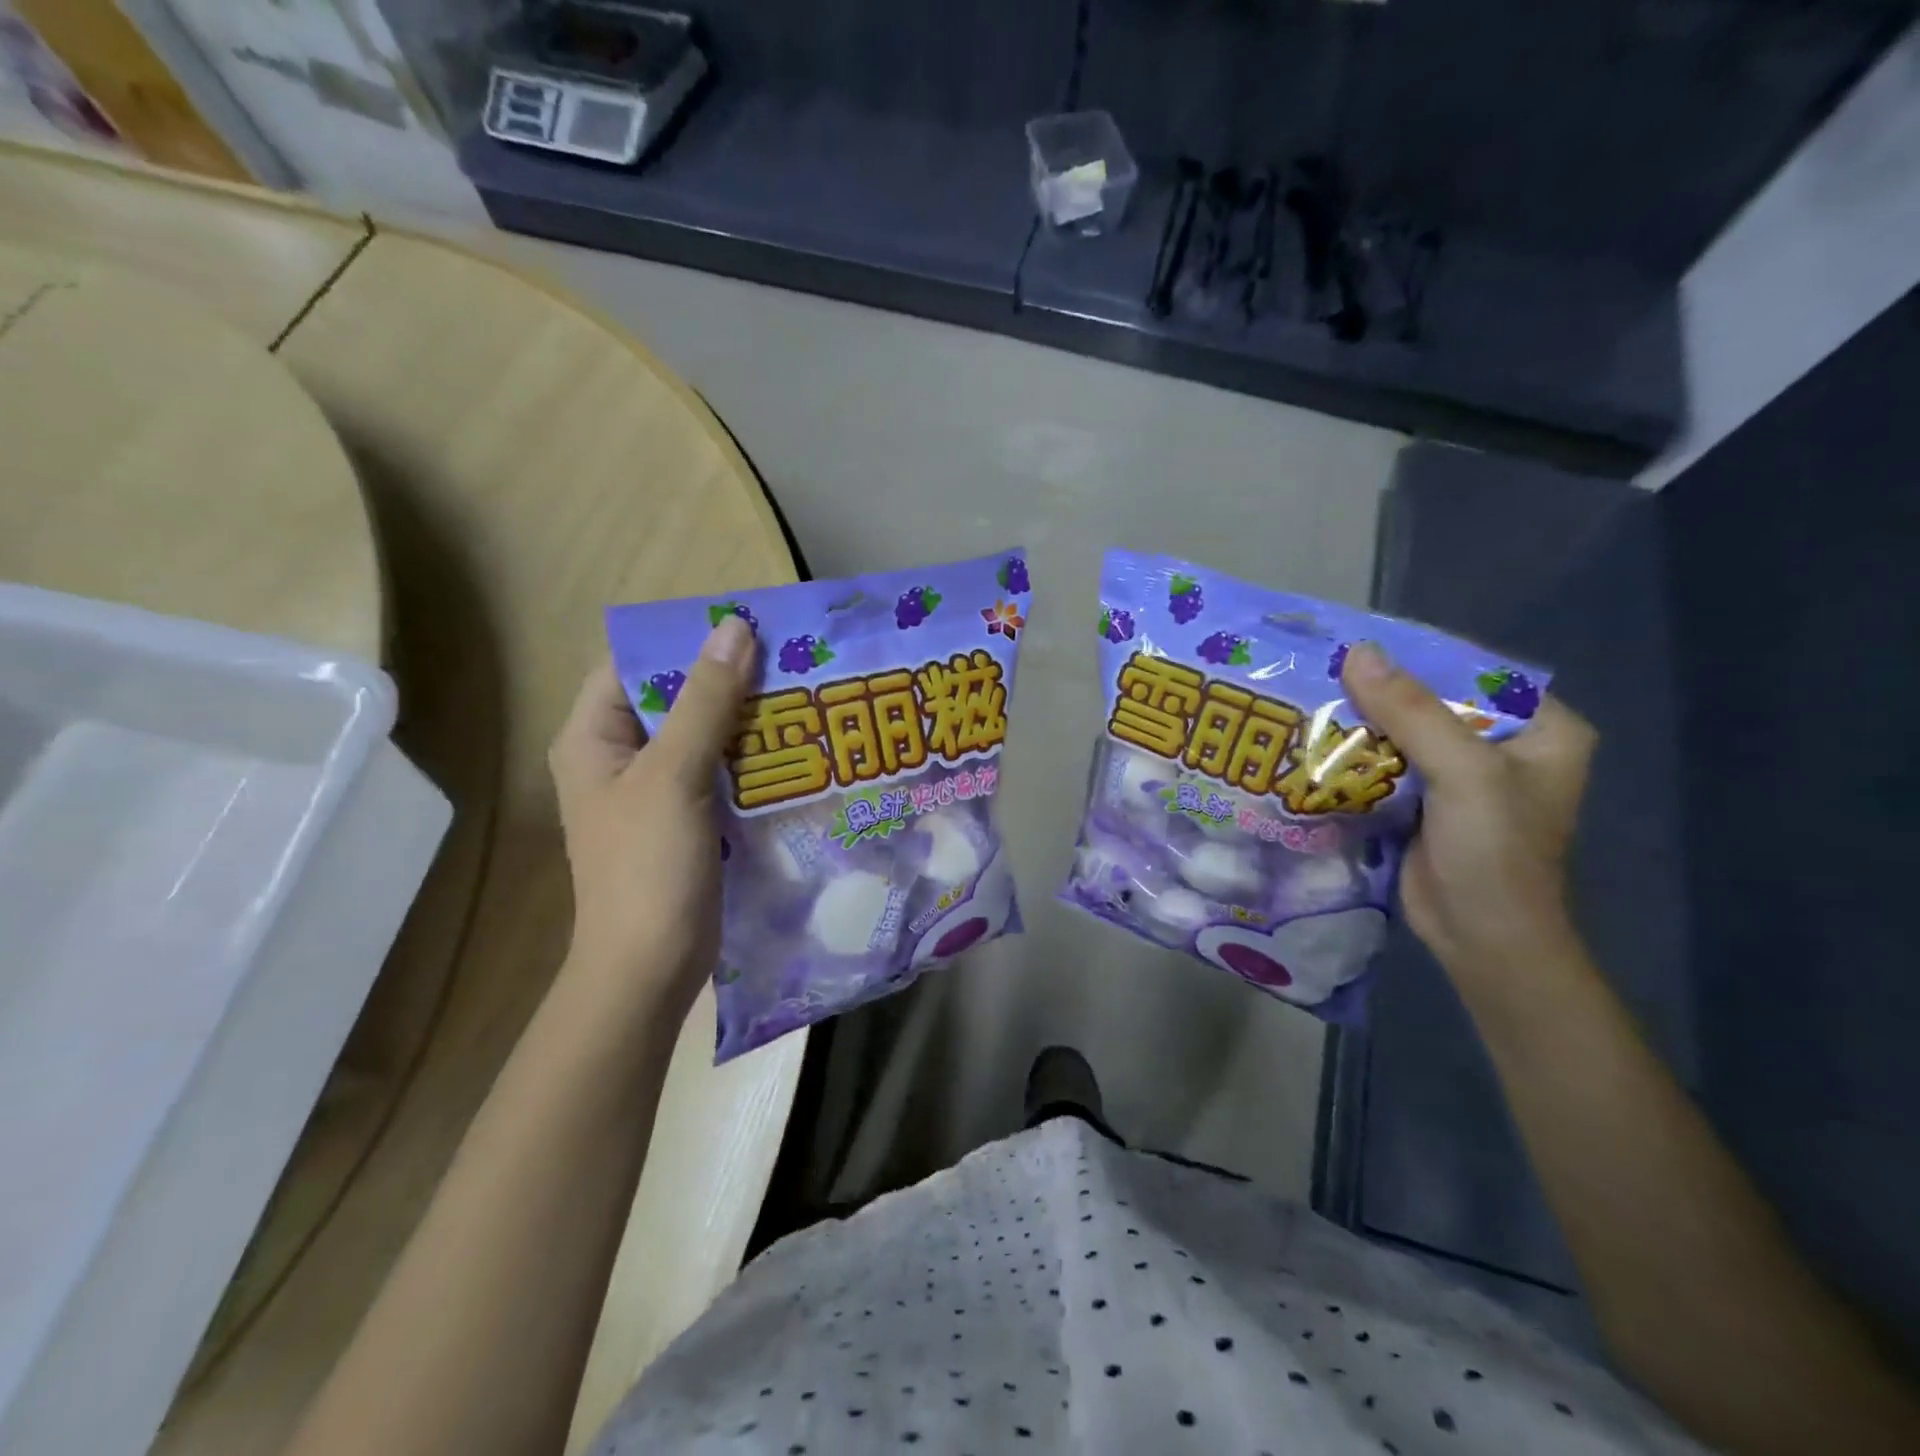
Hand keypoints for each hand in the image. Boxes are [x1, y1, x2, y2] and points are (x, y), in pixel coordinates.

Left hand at [548, 616, 755, 1023]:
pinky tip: (795, 748)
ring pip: (703, 735)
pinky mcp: (687, 818)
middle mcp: (621, 757)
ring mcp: (655, 791)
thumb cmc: (647, 867)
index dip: (684, 642)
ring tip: (801, 695)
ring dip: (746, 718)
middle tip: (789, 660)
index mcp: (594, 737)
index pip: (633, 664)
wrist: (650, 967)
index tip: (746, 628)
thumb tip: (734, 629)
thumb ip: (705, 702)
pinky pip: (719, 771)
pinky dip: (751, 757)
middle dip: (728, 679)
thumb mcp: (674, 775)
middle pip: (674, 698)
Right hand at [1342, 641, 1596, 980]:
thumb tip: (1358, 652)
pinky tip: (1314, 743)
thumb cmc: (1494, 853)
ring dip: (1360, 724)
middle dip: (1379, 692)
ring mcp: (1461, 778)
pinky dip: (1355, 756)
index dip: (1416, 657)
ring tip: (1305, 699)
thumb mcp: (1462, 773)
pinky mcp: (1425, 803)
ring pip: (1403, 734)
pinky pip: (1387, 765)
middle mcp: (1502, 746)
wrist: (1482, 939)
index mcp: (1540, 729)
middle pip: (1432, 702)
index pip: (1471, 674)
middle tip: (1319, 670)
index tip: (1356, 645)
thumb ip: (1413, 712)